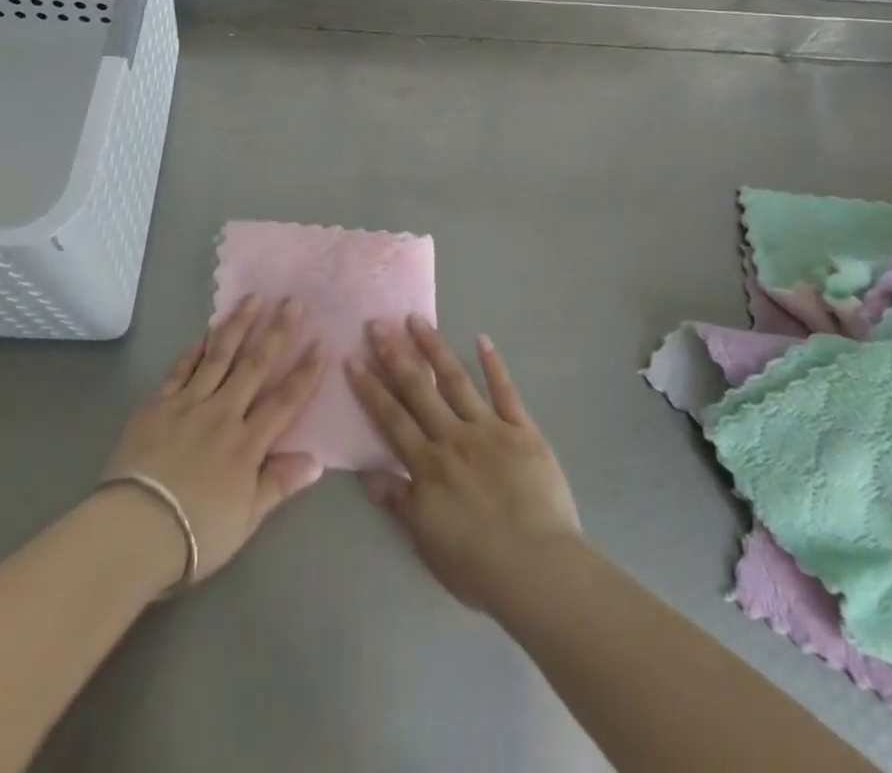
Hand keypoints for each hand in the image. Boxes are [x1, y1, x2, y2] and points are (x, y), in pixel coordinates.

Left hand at [101, 296, 325, 585]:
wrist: (134, 529)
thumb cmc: (195, 534)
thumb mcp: (246, 519)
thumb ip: (279, 484)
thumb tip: (316, 460)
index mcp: (248, 443)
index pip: (285, 400)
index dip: (306, 372)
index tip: (321, 343)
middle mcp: (223, 413)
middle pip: (255, 365)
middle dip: (278, 331)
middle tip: (293, 301)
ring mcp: (189, 404)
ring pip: (219, 356)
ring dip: (239, 325)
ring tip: (253, 298)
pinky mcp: (158, 404)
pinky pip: (182, 369)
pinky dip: (196, 350)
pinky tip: (206, 334)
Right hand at [348, 317, 582, 614]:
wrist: (538, 570)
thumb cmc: (479, 565)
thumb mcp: (427, 541)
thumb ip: (400, 503)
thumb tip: (368, 475)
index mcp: (428, 465)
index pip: (391, 418)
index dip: (371, 388)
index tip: (353, 359)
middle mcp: (453, 437)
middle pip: (418, 389)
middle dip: (394, 355)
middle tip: (377, 324)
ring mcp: (489, 429)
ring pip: (456, 380)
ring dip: (434, 348)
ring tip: (417, 320)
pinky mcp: (522, 431)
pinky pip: (506, 392)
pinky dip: (494, 365)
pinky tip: (483, 339)